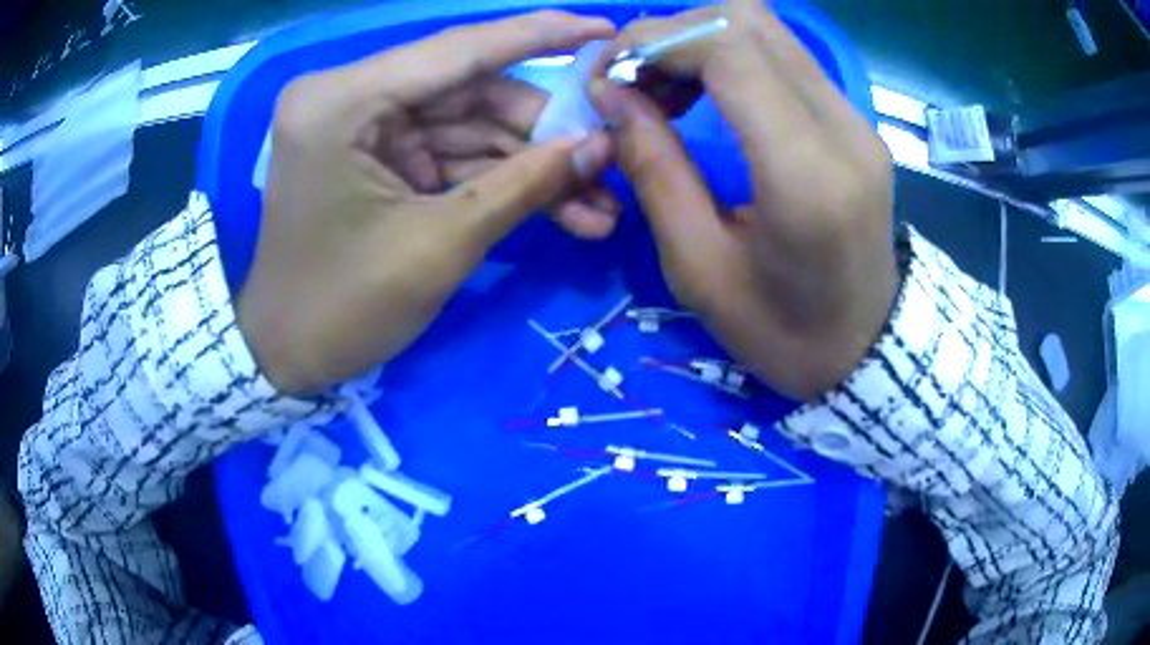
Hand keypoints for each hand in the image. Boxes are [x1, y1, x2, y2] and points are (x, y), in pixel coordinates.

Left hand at [238, 11, 616, 394]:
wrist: (287, 354)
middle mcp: (350, 96)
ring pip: (469, 126)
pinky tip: (560, 209)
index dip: (541, 36)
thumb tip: (601, 145)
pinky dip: (501, 180)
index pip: (459, 51)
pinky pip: (452, 154)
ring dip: (532, 164)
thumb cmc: (343, 309)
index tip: (606, 28)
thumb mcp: (439, 247)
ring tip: (600, 204)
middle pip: (471, 91)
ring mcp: (364, 125)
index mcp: (343, 101)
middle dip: (544, 131)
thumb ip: (524, 185)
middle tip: (612, 159)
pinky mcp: (377, 155)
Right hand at [589, 1, 897, 399]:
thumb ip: (653, 170)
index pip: (730, 48)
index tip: (608, 77)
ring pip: (766, 28)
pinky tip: (703, 95)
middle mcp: (842, 128)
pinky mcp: (854, 120)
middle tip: (633, 81)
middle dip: (673, 33)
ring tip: (663, 89)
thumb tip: (611, 93)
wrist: (866, 348)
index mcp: (806, 175)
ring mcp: (856, 119)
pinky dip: (728, 57)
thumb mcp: (699, 270)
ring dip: (699, 40)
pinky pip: (782, 55)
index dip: (655, 41)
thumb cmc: (782, 333)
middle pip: (748, 17)